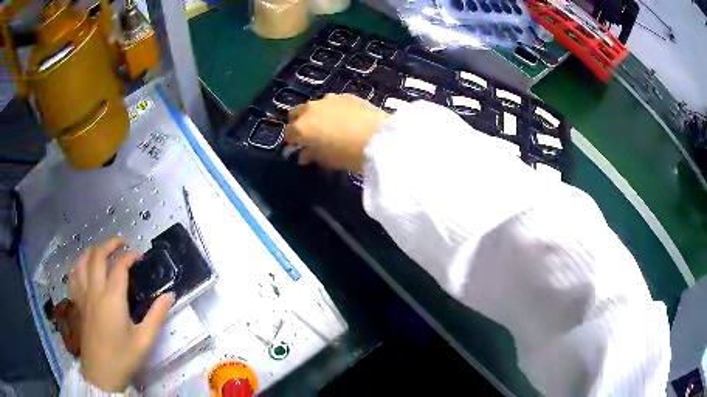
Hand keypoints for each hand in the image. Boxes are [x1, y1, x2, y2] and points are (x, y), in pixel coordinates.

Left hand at [69, 238, 173, 391]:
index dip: (130, 256)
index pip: (120, 266)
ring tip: (104, 252)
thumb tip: (169, 295)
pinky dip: (79, 265)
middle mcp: (95, 290)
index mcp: (112, 298)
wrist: (101, 373)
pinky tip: (85, 268)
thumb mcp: (145, 340)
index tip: (140, 256)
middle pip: (97, 255)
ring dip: (93, 251)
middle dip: (110, 244)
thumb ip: (157, 316)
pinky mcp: (78, 303)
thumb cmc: (124, 357)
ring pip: (82, 261)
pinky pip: (74, 276)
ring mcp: (83, 295)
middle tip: (122, 244)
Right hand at [286, 94, 389, 172]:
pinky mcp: (345, 95)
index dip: (293, 141)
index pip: (288, 133)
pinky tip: (346, 118)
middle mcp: (310, 110)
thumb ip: (311, 155)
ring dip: (317, 114)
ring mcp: (328, 99)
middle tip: (311, 134)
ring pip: (315, 106)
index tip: (300, 147)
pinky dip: (334, 110)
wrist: (379, 139)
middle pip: (296, 114)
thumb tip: (303, 155)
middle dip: (300, 123)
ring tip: (330, 125)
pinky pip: (333, 102)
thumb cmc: (348, 155)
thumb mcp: (327, 160)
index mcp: (301, 128)